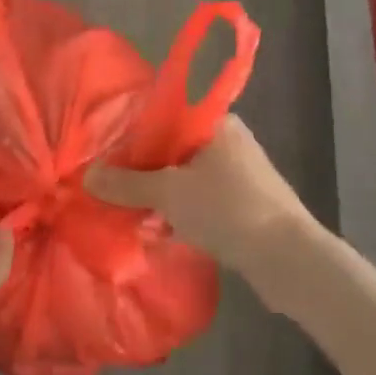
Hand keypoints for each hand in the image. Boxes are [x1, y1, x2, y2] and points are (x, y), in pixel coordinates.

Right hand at [85, 115, 315, 277]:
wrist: (288, 258)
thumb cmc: (227, 209)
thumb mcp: (169, 194)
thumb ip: (126, 184)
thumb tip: (87, 176)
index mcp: (215, 123)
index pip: (165, 117)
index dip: (134, 135)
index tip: (108, 155)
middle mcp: (230, 141)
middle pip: (174, 149)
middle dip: (145, 170)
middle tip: (114, 188)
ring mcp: (241, 174)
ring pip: (188, 177)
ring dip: (162, 195)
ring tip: (133, 213)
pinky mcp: (247, 204)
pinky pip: (203, 199)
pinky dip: (183, 211)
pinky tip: (162, 230)